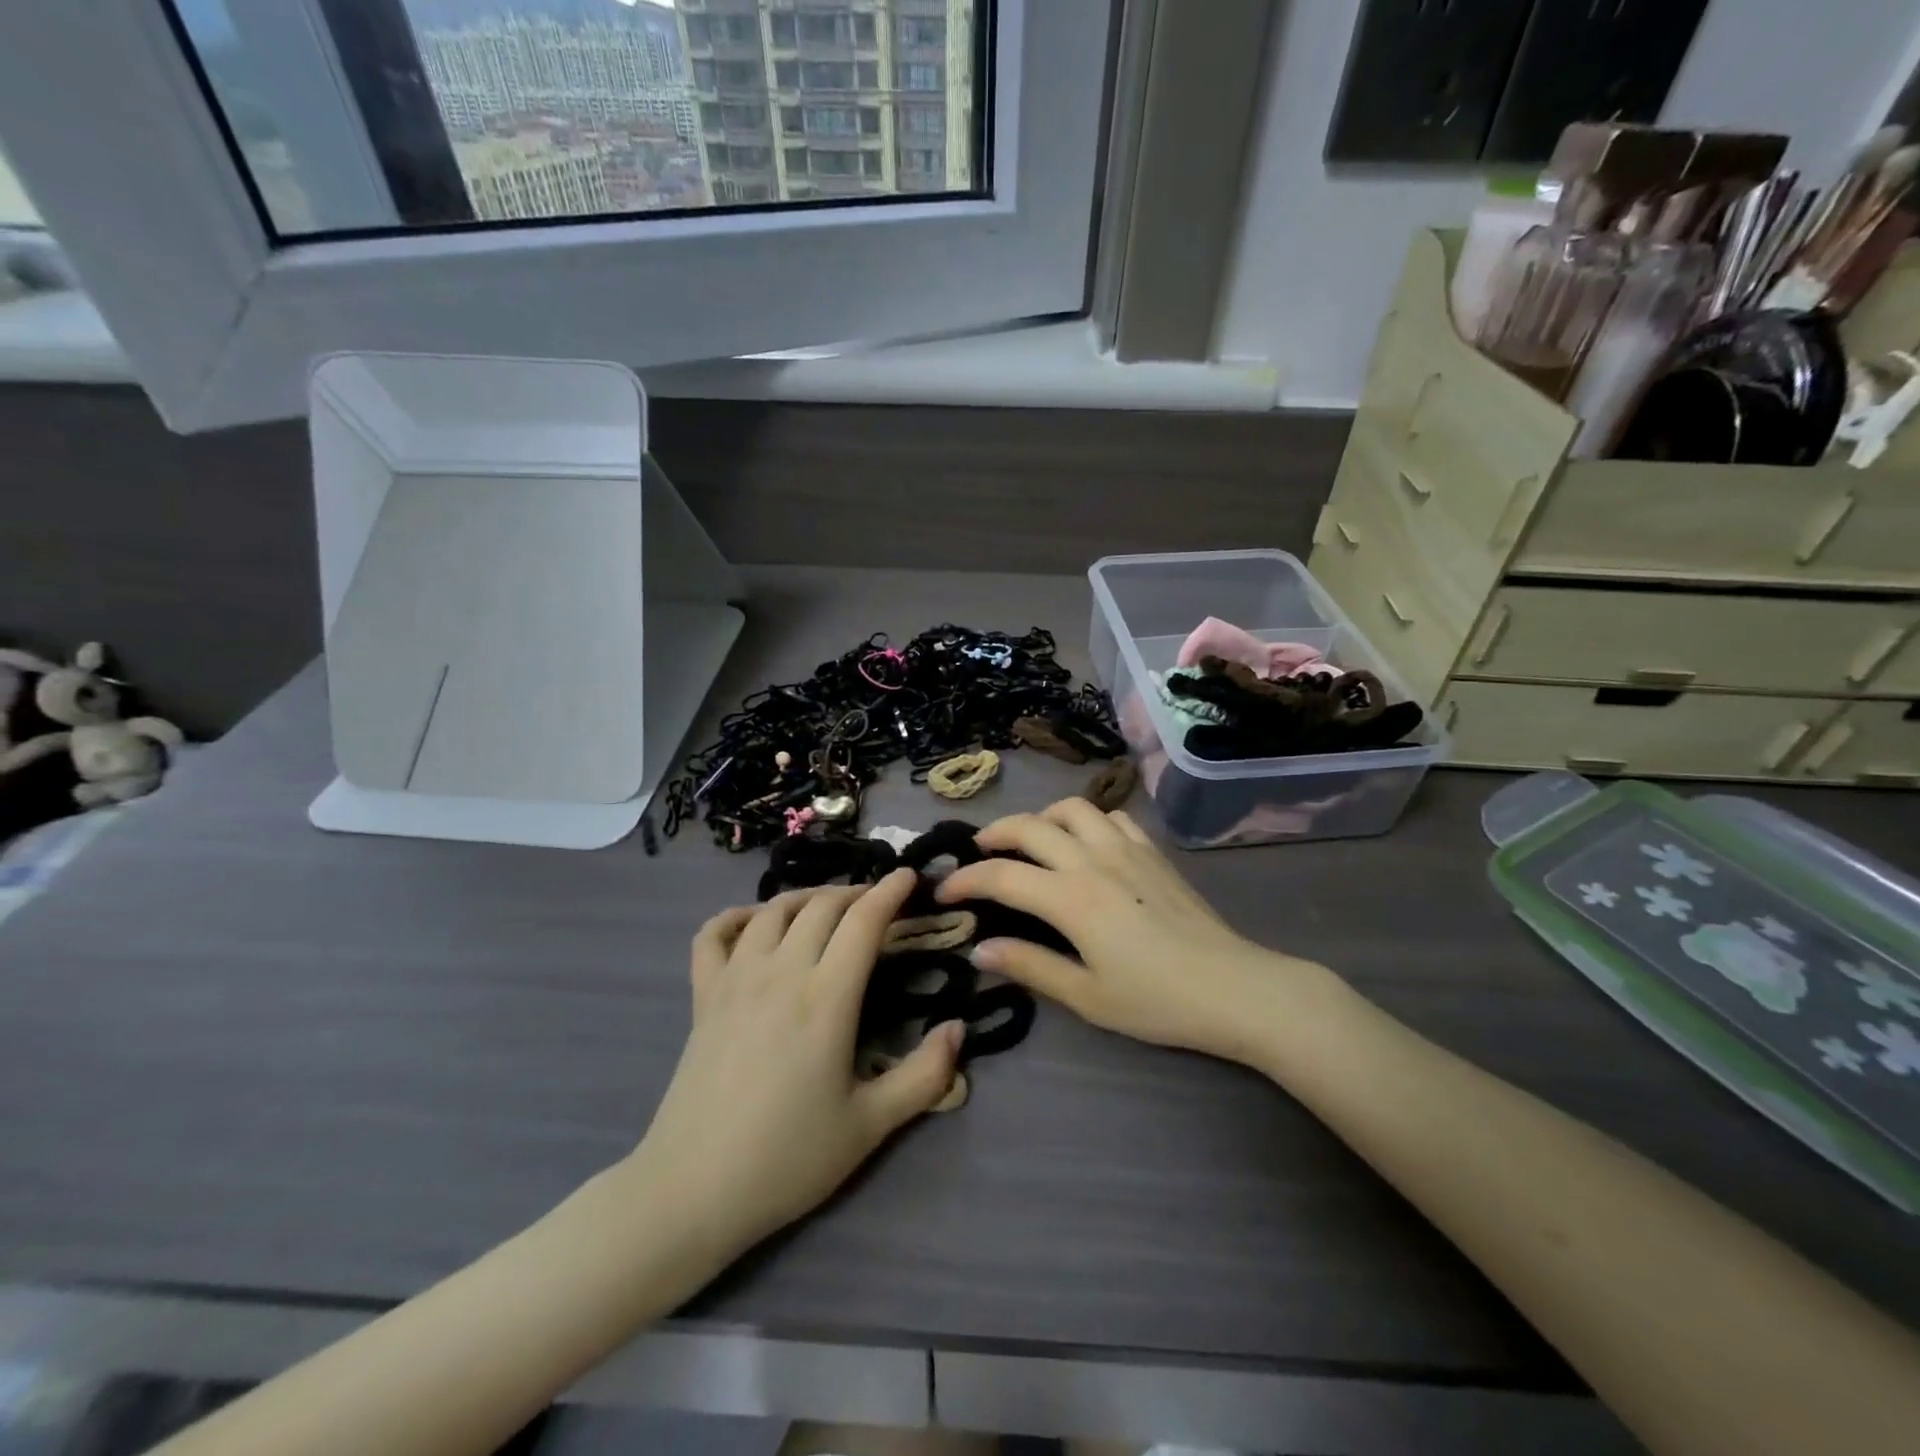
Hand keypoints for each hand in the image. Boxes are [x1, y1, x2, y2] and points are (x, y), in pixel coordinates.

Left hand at [630, 870, 963, 1263]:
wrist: (692, 1190)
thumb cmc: (788, 1158)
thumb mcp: (870, 1126)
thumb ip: (924, 1076)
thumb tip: (958, 1028)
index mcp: (826, 998)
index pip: (863, 922)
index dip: (890, 892)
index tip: (909, 876)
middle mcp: (780, 973)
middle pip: (822, 906)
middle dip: (855, 892)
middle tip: (877, 902)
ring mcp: (735, 979)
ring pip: (773, 910)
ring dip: (807, 897)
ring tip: (827, 907)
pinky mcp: (703, 996)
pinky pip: (713, 934)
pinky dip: (736, 917)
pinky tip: (753, 924)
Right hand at [936, 799, 1314, 1065]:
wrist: (1234, 988)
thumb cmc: (1156, 1001)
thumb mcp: (1086, 996)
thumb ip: (1030, 966)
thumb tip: (980, 949)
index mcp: (1071, 898)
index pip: (1001, 875)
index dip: (965, 879)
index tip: (944, 891)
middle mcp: (1092, 860)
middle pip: (1030, 825)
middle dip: (994, 833)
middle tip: (978, 853)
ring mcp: (1127, 849)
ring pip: (1073, 808)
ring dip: (1042, 817)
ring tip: (1031, 841)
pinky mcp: (1153, 852)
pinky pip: (1112, 816)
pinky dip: (1088, 821)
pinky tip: (1086, 844)